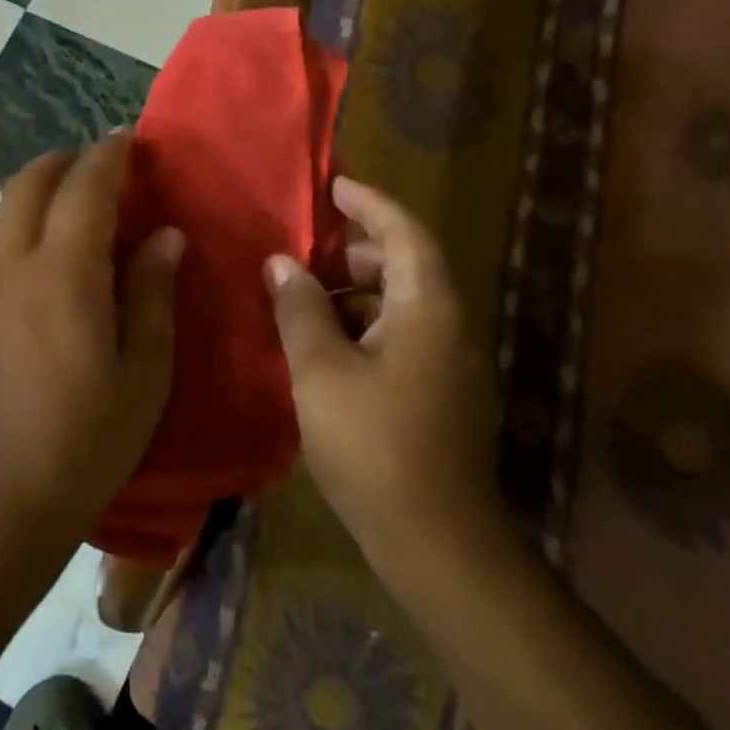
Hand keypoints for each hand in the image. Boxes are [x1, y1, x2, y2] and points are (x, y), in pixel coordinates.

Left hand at [0, 133, 182, 561]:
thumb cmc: (85, 440)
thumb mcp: (143, 371)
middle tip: (104, 166)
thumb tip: (164, 235)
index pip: (85, 187)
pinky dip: (19, 221)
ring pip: (3, 208)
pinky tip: (43, 253)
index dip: (109, 155)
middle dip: (67, 160)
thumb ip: (153, 292)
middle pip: (30, 182)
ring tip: (75, 204)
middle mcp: (11, 263)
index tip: (131, 140)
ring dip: (38, 188)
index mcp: (62, 272)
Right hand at [264, 176, 509, 578]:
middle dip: (356, 252)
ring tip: (304, 299)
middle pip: (405, 268)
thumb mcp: (321, 369)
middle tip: (307, 248)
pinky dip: (363, 328)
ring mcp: (448, 366)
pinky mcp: (439, 398)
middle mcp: (448, 328)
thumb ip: (299, 308)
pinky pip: (400, 339)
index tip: (335, 187)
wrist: (437, 543)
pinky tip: (323, 348)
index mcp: (427, 308)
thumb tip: (281, 262)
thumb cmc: (375, 444)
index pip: (405, 233)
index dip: (370, 204)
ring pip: (400, 307)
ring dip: (355, 294)